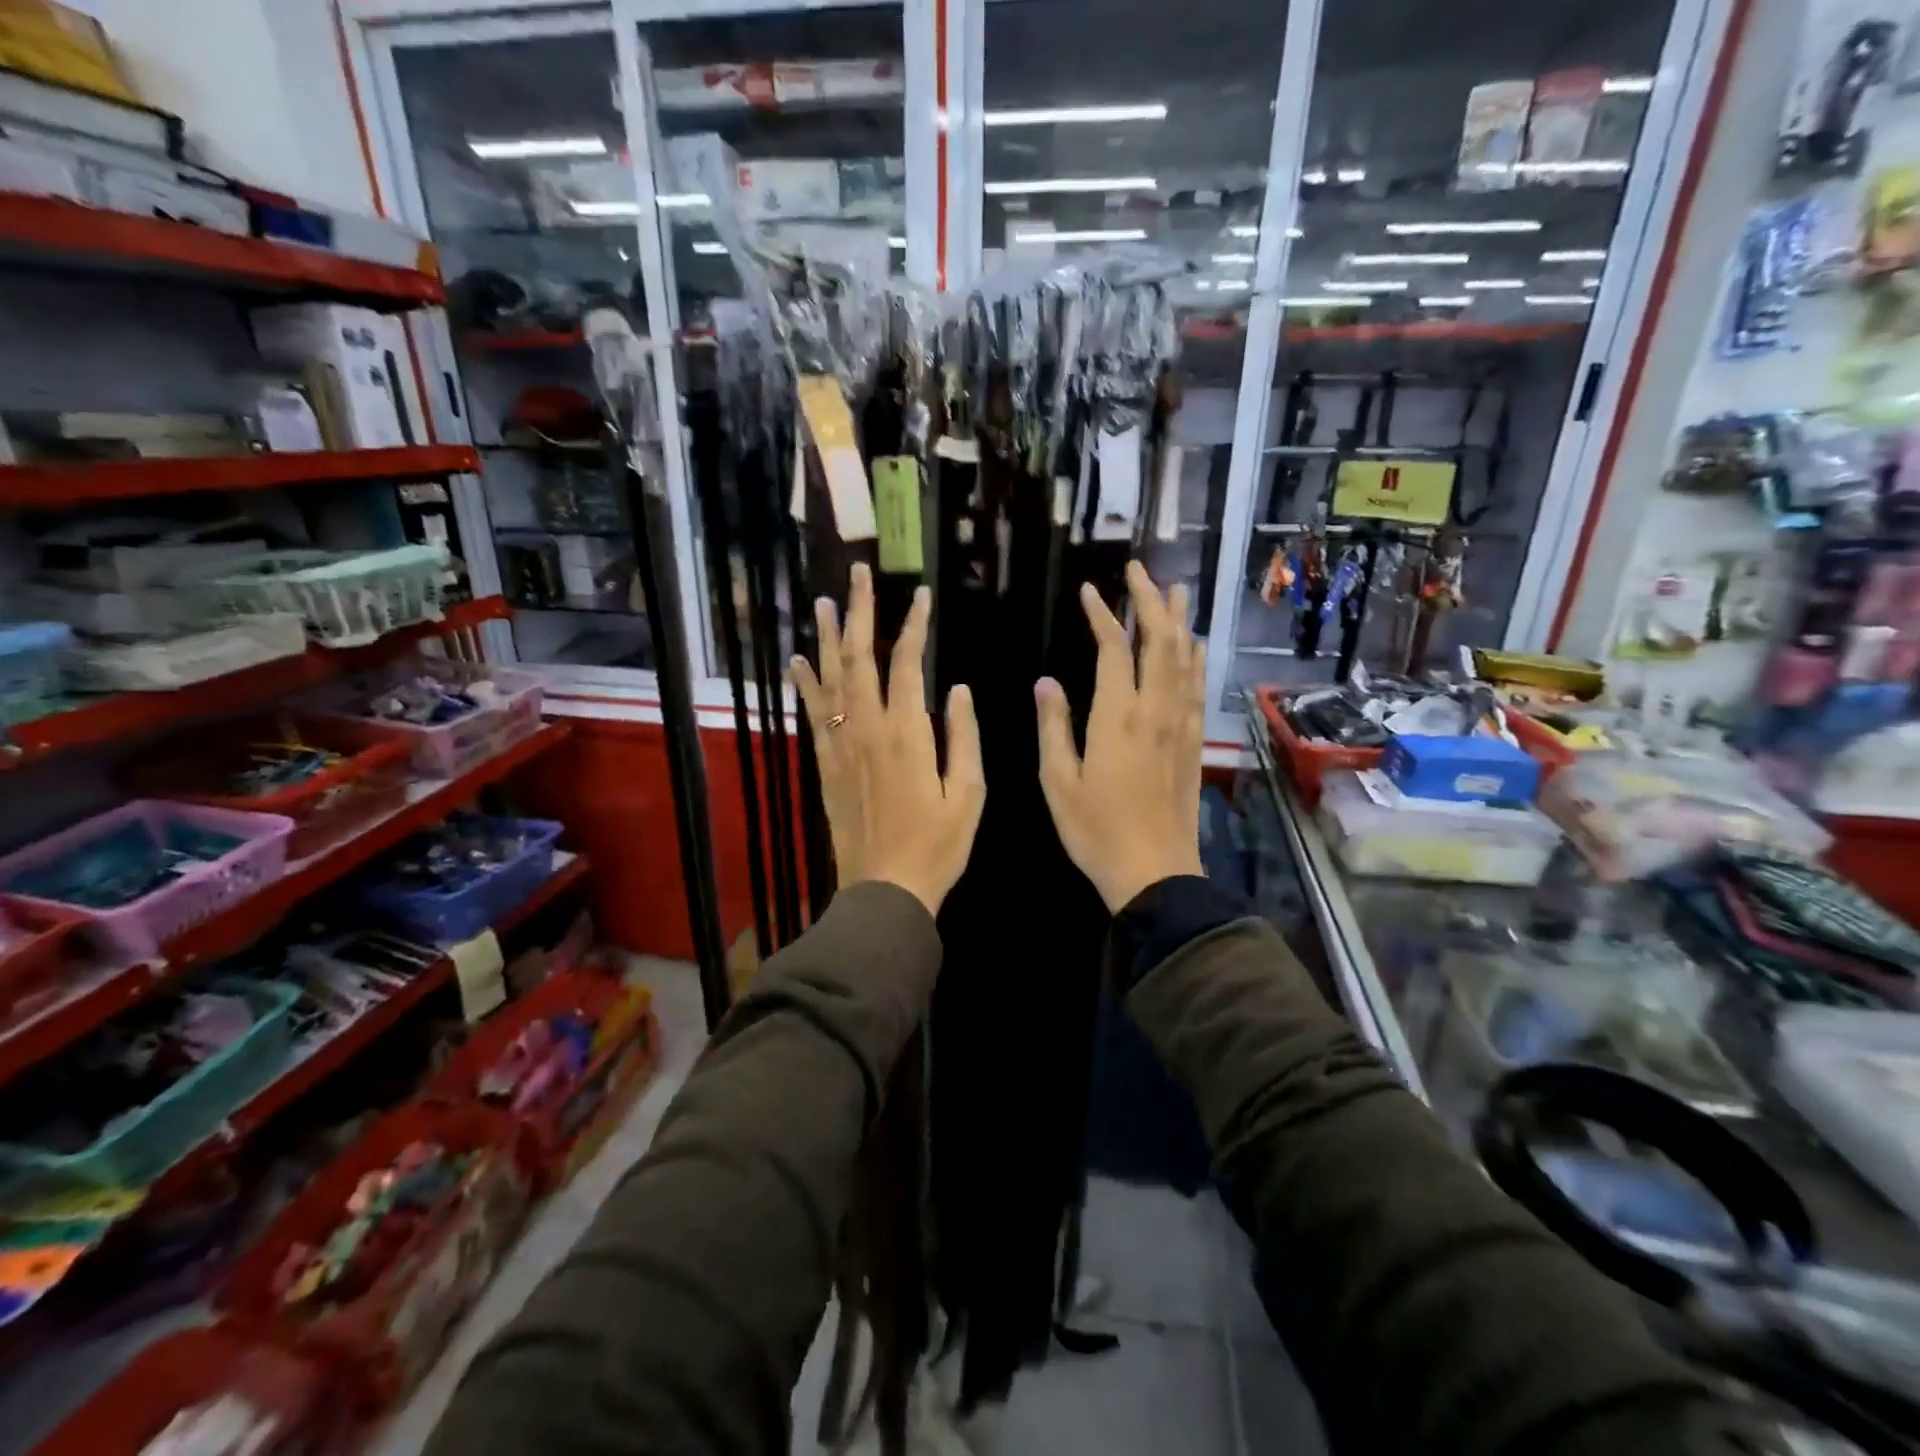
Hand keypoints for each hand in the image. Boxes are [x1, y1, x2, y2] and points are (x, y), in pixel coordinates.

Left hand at [790, 564, 985, 917]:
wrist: (885, 889)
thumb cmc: (937, 846)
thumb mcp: (969, 793)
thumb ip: (963, 736)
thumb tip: (956, 688)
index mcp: (907, 734)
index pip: (907, 664)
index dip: (914, 626)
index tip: (920, 595)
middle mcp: (867, 730)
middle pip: (860, 660)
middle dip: (860, 614)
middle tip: (856, 575)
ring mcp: (841, 746)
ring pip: (830, 680)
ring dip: (828, 639)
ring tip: (824, 603)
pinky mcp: (826, 765)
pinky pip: (813, 715)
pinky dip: (805, 685)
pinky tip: (798, 661)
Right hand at [1036, 562, 1205, 912]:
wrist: (1154, 871)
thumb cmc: (1095, 829)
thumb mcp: (1058, 780)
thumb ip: (1054, 726)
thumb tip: (1046, 682)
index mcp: (1118, 716)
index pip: (1114, 649)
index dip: (1103, 614)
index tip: (1090, 590)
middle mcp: (1155, 710)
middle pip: (1160, 641)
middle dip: (1150, 600)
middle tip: (1139, 569)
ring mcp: (1181, 725)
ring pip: (1185, 659)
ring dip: (1179, 620)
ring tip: (1175, 590)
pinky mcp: (1194, 742)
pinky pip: (1197, 687)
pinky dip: (1195, 658)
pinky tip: (1194, 646)